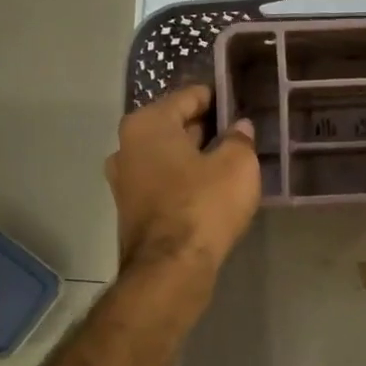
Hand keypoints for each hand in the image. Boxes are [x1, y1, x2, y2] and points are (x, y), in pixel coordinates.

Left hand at [106, 85, 260, 277]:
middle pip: (174, 126)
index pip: (189, 96)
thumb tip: (238, 128)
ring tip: (229, 162)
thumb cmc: (204, 204)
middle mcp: (127, 146)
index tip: (241, 103)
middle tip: (239, 134)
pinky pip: (164, 182)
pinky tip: (210, 189)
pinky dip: (185, 181)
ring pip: (168, 156)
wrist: (171, 268)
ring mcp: (124, 180)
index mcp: (148, 124)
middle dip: (206, 128)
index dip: (218, 98)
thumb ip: (240, 139)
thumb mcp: (238, 164)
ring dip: (195, 157)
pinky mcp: (131, 210)